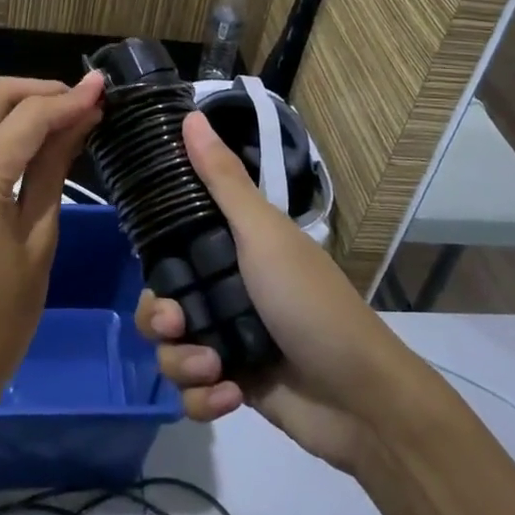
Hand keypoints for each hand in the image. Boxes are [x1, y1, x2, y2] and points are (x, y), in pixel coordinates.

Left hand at [0, 74, 103, 416]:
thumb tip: (83, 117)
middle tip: (87, 100)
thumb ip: (55, 167)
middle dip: (44, 90)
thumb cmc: (0, 319)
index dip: (70, 98)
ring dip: (24, 104)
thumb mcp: (39, 239)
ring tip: (69, 116)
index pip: (29, 116)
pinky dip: (4, 125)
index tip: (106, 87)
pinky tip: (36, 138)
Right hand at [135, 111, 423, 473]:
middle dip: (160, 321)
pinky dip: (205, 399)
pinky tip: (232, 396)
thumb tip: (189, 115)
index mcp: (234, 249)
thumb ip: (222, 179)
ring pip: (170, 350)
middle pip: (161, 303)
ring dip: (183, 364)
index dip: (155, 262)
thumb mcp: (263, 234)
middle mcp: (226, 291)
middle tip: (178, 326)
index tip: (154, 273)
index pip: (172, 248)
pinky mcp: (233, 386)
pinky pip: (192, 393)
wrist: (360, 400)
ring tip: (216, 370)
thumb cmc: (309, 303)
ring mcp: (229, 340)